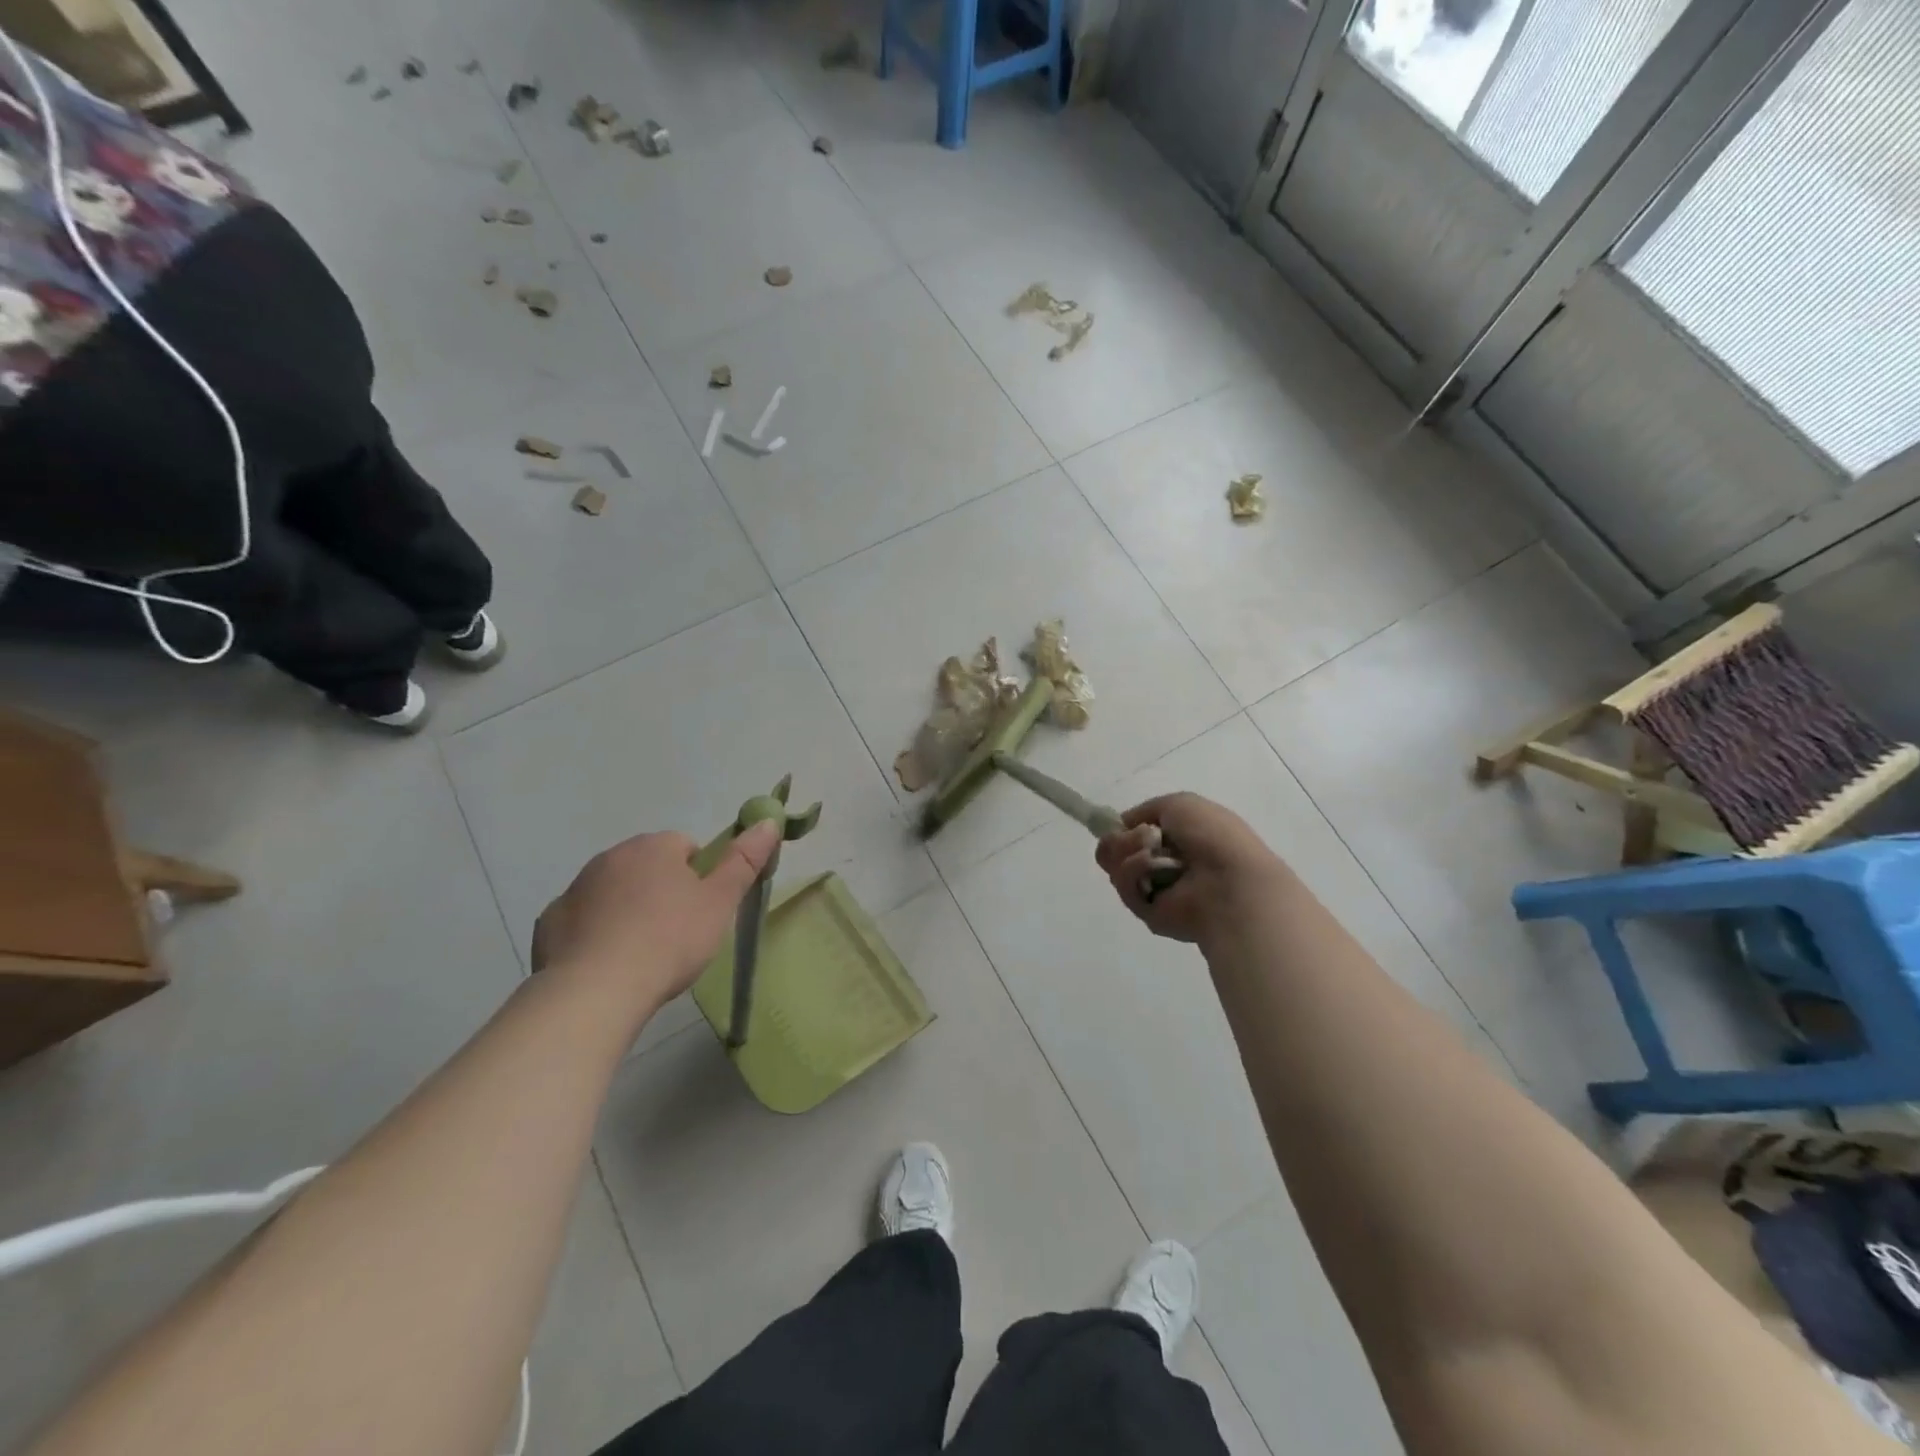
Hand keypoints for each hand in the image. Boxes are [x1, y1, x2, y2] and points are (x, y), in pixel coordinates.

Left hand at [531, 822, 780, 1013]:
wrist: (595, 991)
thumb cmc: (668, 940)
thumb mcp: (720, 902)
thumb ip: (744, 860)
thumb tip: (769, 821)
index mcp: (652, 847)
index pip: (685, 847)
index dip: (699, 877)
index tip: (701, 910)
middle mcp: (610, 857)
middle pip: (647, 867)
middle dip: (662, 892)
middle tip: (677, 933)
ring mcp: (575, 889)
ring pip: (613, 892)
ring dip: (628, 911)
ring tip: (642, 954)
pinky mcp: (549, 923)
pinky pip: (582, 921)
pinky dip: (595, 935)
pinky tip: (607, 965)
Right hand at [1096, 793, 1282, 943]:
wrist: (1229, 881)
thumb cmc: (1212, 836)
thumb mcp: (1179, 803)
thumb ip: (1145, 810)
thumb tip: (1123, 825)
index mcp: (1177, 839)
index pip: (1134, 833)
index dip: (1122, 827)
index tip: (1116, 824)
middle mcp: (1164, 864)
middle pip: (1118, 850)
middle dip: (1121, 839)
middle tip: (1142, 839)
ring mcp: (1155, 889)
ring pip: (1116, 866)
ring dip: (1128, 850)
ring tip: (1150, 852)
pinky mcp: (1147, 912)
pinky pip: (1124, 886)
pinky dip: (1133, 871)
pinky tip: (1150, 867)